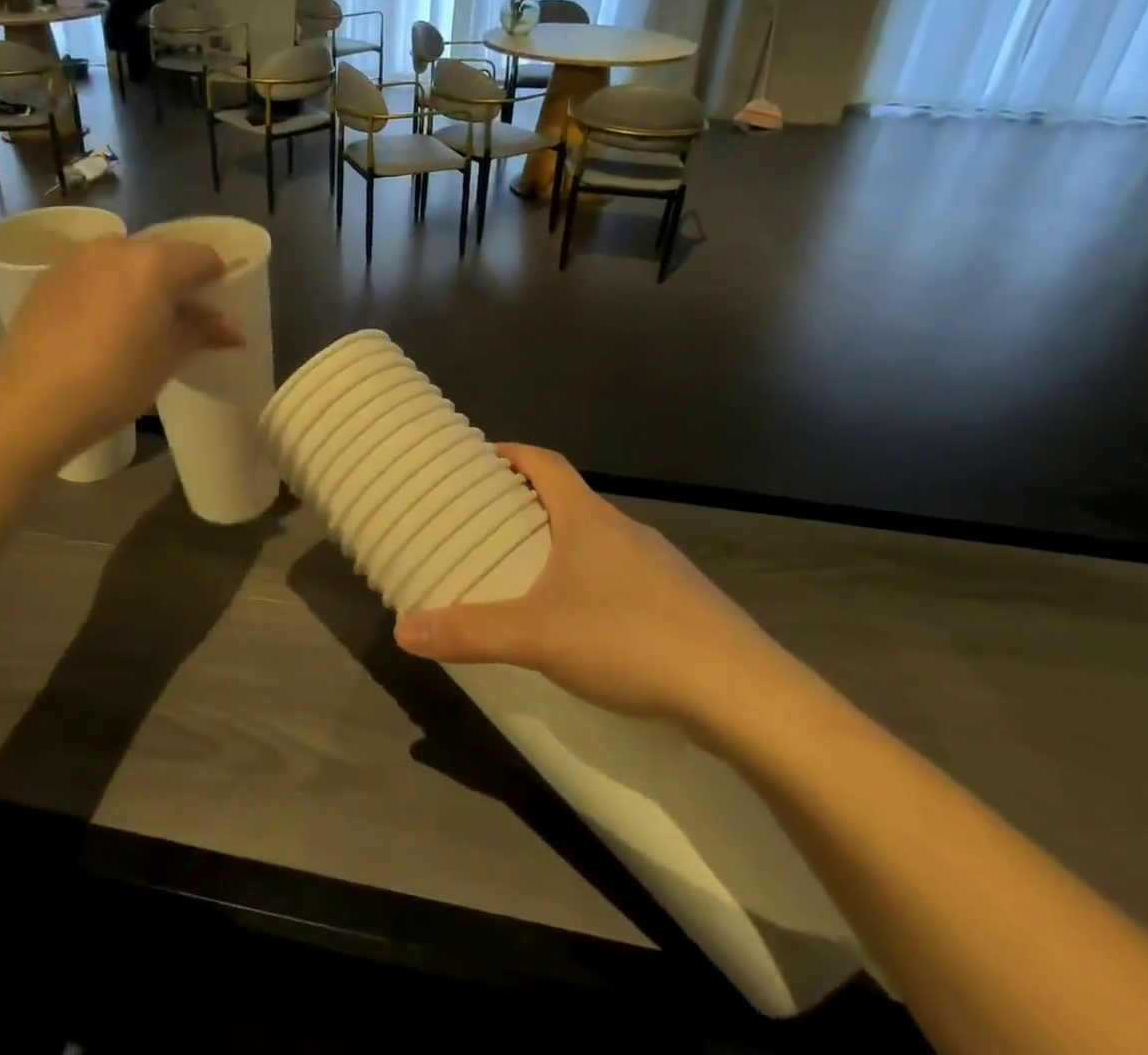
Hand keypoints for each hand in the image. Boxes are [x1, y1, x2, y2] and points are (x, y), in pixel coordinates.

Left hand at [0, 237, 242, 467]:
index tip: (219, 311)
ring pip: (125, 263)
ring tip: (139, 328)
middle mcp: (116, 247)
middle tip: (181, 323)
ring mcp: (76, 259)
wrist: (28, 404)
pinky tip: (100, 330)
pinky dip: (108, 292)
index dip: (219, 280)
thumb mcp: (168, 357)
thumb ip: (203, 332)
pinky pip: (93, 275)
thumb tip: (234, 328)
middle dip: (179, 283)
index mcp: (154, 261)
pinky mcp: (47, 278)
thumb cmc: (114, 380)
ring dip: (141, 286)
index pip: (204, 256)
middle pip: (163, 255)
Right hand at [394, 445, 815, 742]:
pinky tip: (587, 627)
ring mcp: (661, 566)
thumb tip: (404, 630)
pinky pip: (625, 577)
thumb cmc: (629, 639)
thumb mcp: (536, 636)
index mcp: (588, 518)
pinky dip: (595, 584)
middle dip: (529, 505)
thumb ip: (469, 632)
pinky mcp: (682, 604)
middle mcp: (626, 530)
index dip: (513, 454)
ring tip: (531, 578)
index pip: (546, 462)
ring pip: (599, 541)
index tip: (482, 459)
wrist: (743, 694)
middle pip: (570, 500)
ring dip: (564, 547)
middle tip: (491, 527)